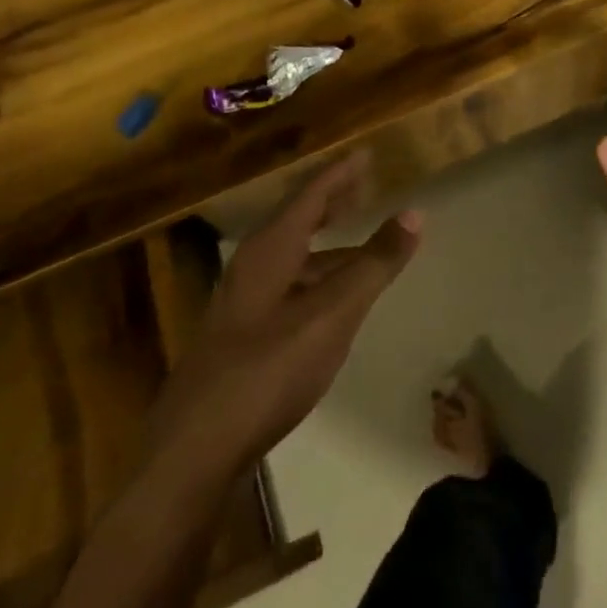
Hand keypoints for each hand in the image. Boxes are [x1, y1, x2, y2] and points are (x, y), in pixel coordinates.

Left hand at [150, 154, 420, 479]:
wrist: (192, 454)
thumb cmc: (267, 370)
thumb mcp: (332, 314)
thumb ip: (374, 264)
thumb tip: (414, 212)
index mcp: (271, 249)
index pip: (311, 194)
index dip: (342, 172)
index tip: (367, 153)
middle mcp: (253, 266)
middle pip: (298, 220)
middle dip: (332, 201)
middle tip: (364, 187)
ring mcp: (242, 304)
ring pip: (293, 258)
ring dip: (327, 245)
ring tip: (360, 245)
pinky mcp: (241, 339)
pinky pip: (288, 287)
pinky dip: (316, 278)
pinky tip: (330, 303)